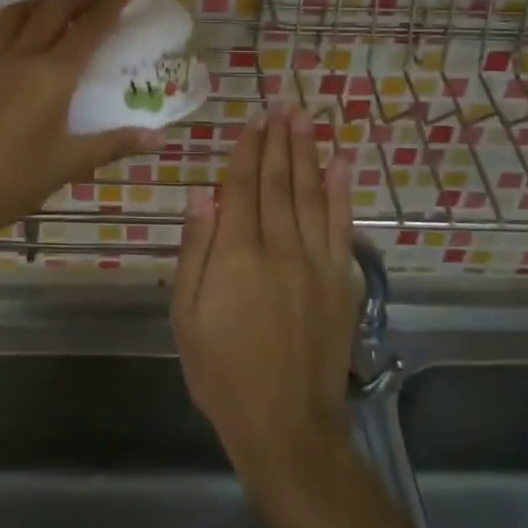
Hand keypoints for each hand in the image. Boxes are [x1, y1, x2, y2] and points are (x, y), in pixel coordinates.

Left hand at [0, 0, 161, 250]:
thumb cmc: (13, 179)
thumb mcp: (70, 163)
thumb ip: (114, 144)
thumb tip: (158, 138)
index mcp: (53, 75)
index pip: (90, 27)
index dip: (111, 3)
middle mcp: (22, 57)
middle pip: (53, 10)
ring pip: (18, 13)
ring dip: (44, 2)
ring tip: (60, 11)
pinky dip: (19, 21)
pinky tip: (24, 42)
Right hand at [171, 102, 359, 480]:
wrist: (285, 423)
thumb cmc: (222, 371)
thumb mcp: (186, 315)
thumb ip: (195, 251)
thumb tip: (201, 197)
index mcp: (236, 254)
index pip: (242, 187)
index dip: (247, 151)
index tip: (252, 121)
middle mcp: (278, 246)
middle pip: (278, 181)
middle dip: (278, 140)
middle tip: (281, 104)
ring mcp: (315, 262)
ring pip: (310, 193)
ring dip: (307, 152)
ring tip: (305, 118)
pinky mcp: (340, 279)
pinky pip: (340, 225)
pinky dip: (341, 191)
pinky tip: (340, 163)